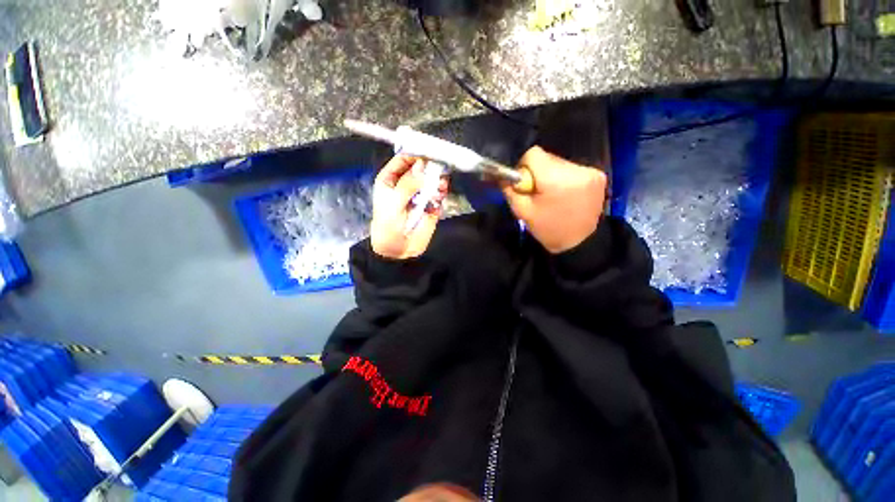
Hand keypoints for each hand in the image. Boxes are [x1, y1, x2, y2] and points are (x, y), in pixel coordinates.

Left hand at [371, 155, 448, 259]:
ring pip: (432, 179)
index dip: (414, 154)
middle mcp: (407, 183)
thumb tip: (422, 167)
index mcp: (391, 179)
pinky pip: (439, 193)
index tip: (427, 151)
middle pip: (421, 167)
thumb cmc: (388, 226)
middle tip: (437, 167)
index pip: (403, 159)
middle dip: (429, 166)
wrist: (398, 250)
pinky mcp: (431, 204)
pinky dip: (441, 192)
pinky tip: (439, 195)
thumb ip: (408, 185)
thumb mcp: (393, 204)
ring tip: (439, 185)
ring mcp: (420, 193)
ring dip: (437, 179)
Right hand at [503, 146, 606, 253]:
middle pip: (547, 158)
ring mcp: (591, 172)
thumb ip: (511, 190)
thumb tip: (506, 176)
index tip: (525, 183)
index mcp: (555, 179)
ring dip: (551, 175)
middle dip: (538, 172)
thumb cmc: (549, 229)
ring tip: (553, 196)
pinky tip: (565, 195)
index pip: (533, 154)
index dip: (524, 167)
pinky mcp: (598, 175)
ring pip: (559, 163)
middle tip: (538, 193)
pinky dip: (564, 179)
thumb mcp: (522, 212)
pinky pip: (572, 169)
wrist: (580, 243)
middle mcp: (576, 170)